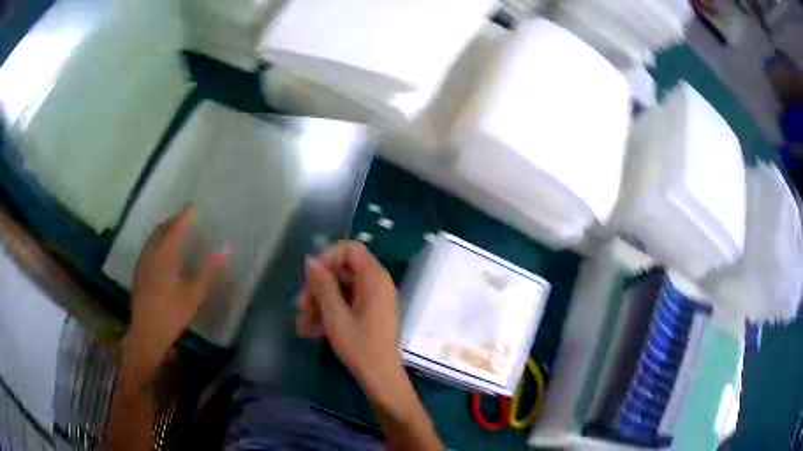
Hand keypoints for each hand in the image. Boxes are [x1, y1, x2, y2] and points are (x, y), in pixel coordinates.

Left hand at [125, 204, 228, 379]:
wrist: (147, 332)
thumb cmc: (172, 313)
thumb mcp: (194, 293)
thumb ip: (208, 269)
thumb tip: (225, 248)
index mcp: (165, 254)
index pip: (176, 227)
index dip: (185, 215)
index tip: (193, 205)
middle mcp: (152, 252)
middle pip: (162, 228)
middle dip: (174, 220)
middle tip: (185, 218)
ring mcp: (143, 262)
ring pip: (153, 237)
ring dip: (164, 229)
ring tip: (174, 230)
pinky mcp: (139, 271)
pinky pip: (148, 246)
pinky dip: (157, 240)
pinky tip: (161, 251)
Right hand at [296, 241, 400, 384]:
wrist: (381, 377)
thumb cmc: (360, 346)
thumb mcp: (335, 315)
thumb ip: (322, 285)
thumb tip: (310, 259)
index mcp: (374, 278)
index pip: (349, 249)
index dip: (327, 258)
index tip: (310, 277)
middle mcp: (376, 283)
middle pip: (342, 271)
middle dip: (318, 287)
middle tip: (300, 306)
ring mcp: (374, 298)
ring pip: (340, 290)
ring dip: (319, 303)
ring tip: (303, 325)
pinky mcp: (369, 312)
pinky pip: (346, 303)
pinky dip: (329, 313)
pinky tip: (312, 330)